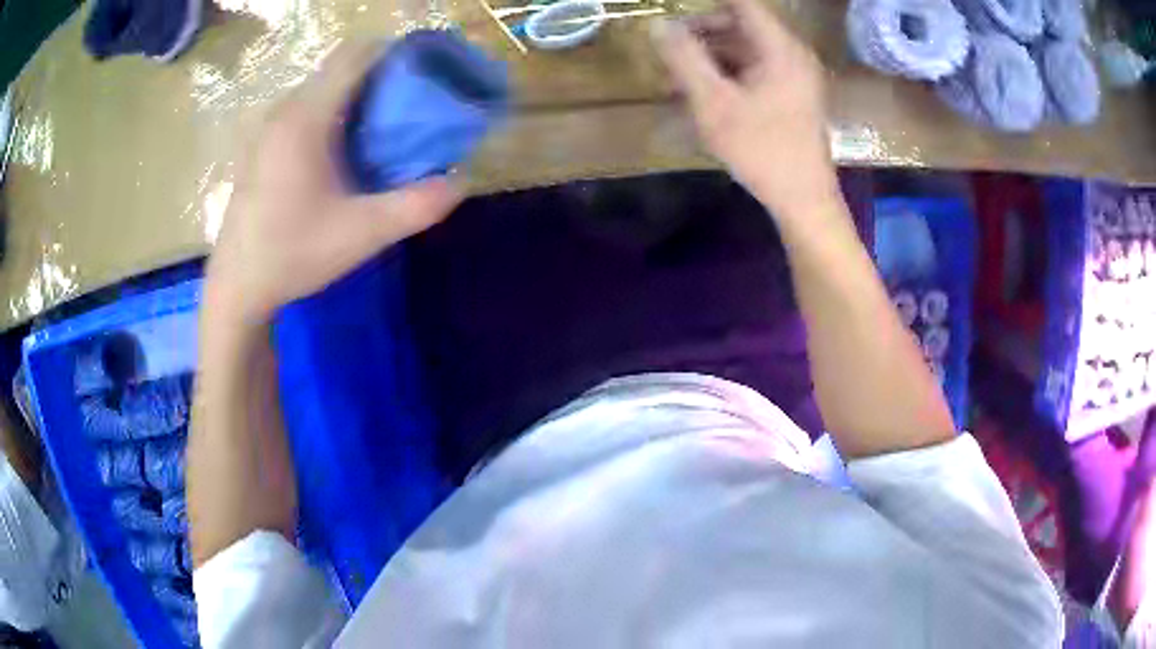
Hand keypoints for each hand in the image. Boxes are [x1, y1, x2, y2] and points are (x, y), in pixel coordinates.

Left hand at [206, 40, 464, 323]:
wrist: (237, 286)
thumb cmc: (293, 254)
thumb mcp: (363, 234)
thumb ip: (417, 206)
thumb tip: (461, 181)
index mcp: (307, 117)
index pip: (357, 55)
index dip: (396, 55)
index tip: (427, 75)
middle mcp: (286, 110)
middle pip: (341, 67)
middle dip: (382, 76)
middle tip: (414, 106)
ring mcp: (270, 127)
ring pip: (324, 87)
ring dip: (358, 95)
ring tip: (386, 127)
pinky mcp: (264, 145)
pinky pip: (307, 108)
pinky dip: (336, 112)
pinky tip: (346, 150)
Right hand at [651, 0, 839, 222]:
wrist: (804, 199)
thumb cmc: (761, 150)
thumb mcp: (714, 103)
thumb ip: (684, 59)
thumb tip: (658, 24)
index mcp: (780, 48)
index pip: (742, 4)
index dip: (705, 7)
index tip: (675, 20)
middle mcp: (792, 54)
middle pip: (742, 24)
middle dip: (702, 33)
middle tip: (670, 53)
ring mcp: (795, 75)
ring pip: (746, 49)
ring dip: (711, 57)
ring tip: (679, 80)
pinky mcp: (793, 95)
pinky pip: (756, 70)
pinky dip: (728, 74)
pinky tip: (704, 96)